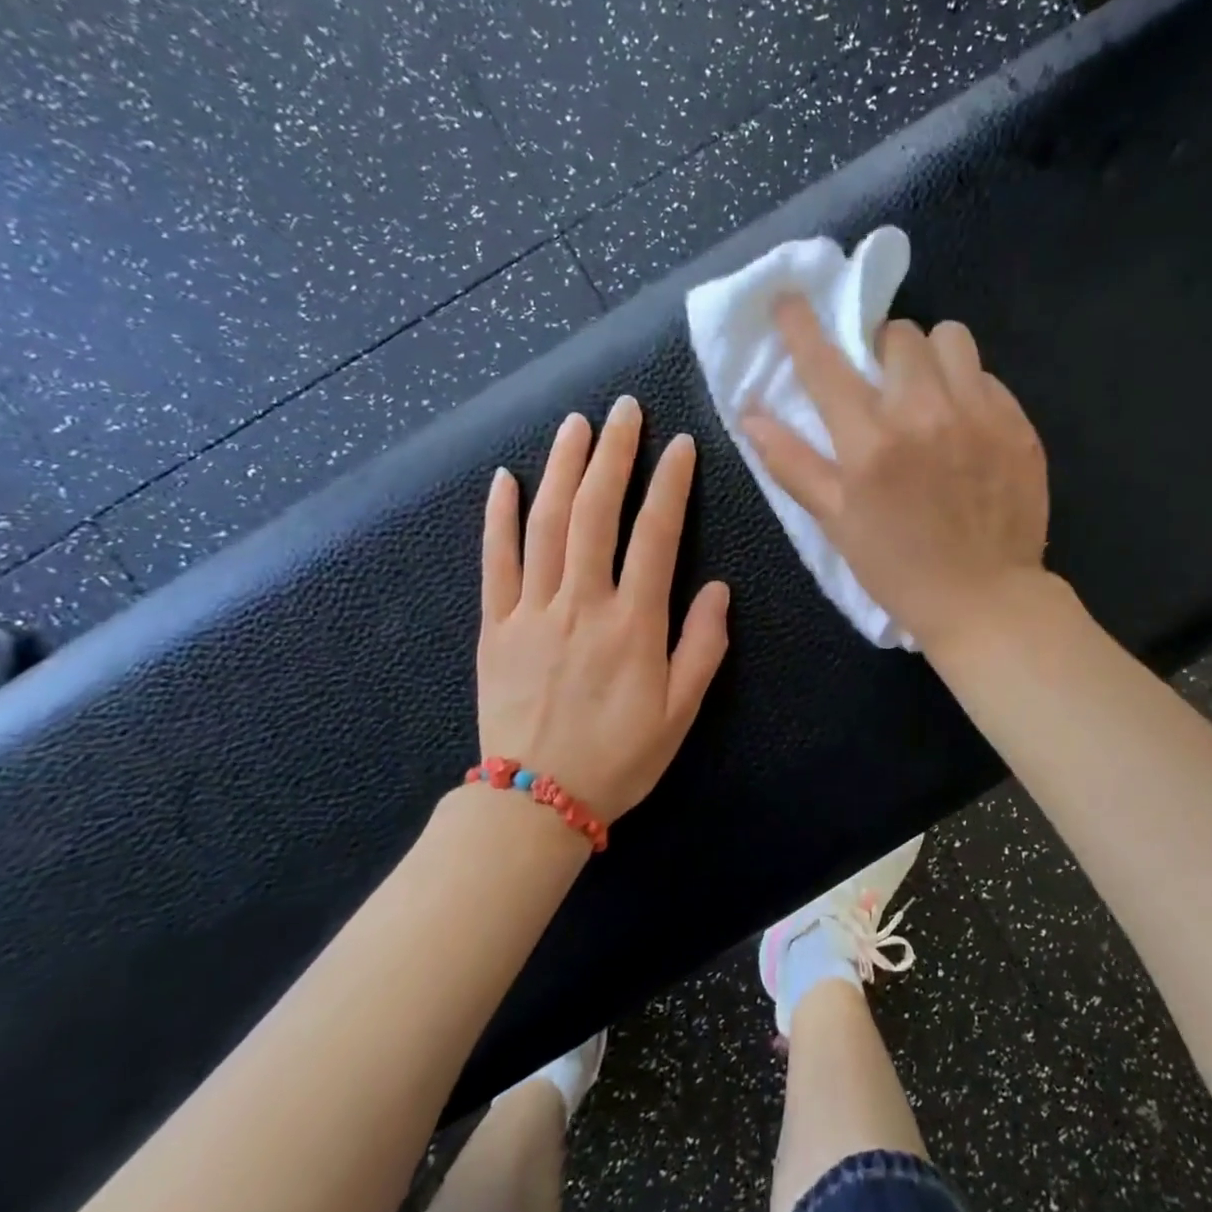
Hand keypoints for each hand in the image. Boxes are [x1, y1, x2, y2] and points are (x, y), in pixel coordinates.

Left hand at [476, 396, 730, 821]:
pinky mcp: (494, 626)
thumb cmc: (621, 757)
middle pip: (596, 512)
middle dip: (613, 454)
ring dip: (561, 468)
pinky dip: (498, 517)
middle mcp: (582, 604)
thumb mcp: (681, 711)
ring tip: (575, 424)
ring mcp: (532, 611)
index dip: (670, 484)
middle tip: (624, 409)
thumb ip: (703, 646)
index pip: (656, 535)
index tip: (681, 444)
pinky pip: (494, 562)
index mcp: (634, 624)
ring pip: (546, 524)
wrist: (536, 802)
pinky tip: (505, 478)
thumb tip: (717, 587)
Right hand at [741, 297, 1048, 653]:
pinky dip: (969, 387)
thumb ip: (792, 463)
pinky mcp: (1018, 424)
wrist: (986, 600)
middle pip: (898, 333)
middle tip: (882, 383)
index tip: (789, 299)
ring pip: (951, 338)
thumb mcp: (836, 523)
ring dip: (931, 356)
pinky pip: (987, 376)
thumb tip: (749, 414)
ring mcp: (979, 414)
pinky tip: (966, 425)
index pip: (825, 363)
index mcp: (871, 442)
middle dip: (882, 349)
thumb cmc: (899, 569)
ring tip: (930, 391)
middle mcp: (925, 413)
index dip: (801, 324)